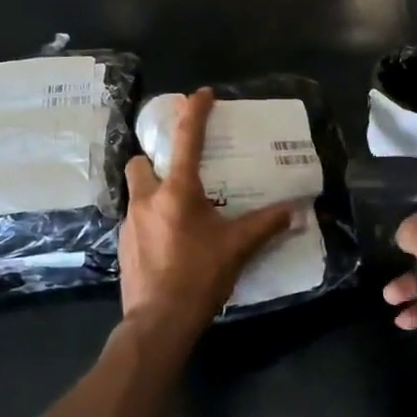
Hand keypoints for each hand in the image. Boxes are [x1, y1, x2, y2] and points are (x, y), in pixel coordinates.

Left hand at [120, 88, 293, 341]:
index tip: (202, 94)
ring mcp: (129, 223)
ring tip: (178, 210)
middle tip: (178, 170)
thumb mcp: (238, 248)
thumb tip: (294, 210)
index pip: (186, 139)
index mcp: (176, 191)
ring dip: (153, 191)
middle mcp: (147, 199)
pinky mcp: (122, 246)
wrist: (158, 322)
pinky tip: (169, 240)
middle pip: (139, 162)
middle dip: (154, 159)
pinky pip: (135, 220)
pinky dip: (150, 220)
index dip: (194, 112)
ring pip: (136, 192)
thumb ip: (265, 225)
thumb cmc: (199, 276)